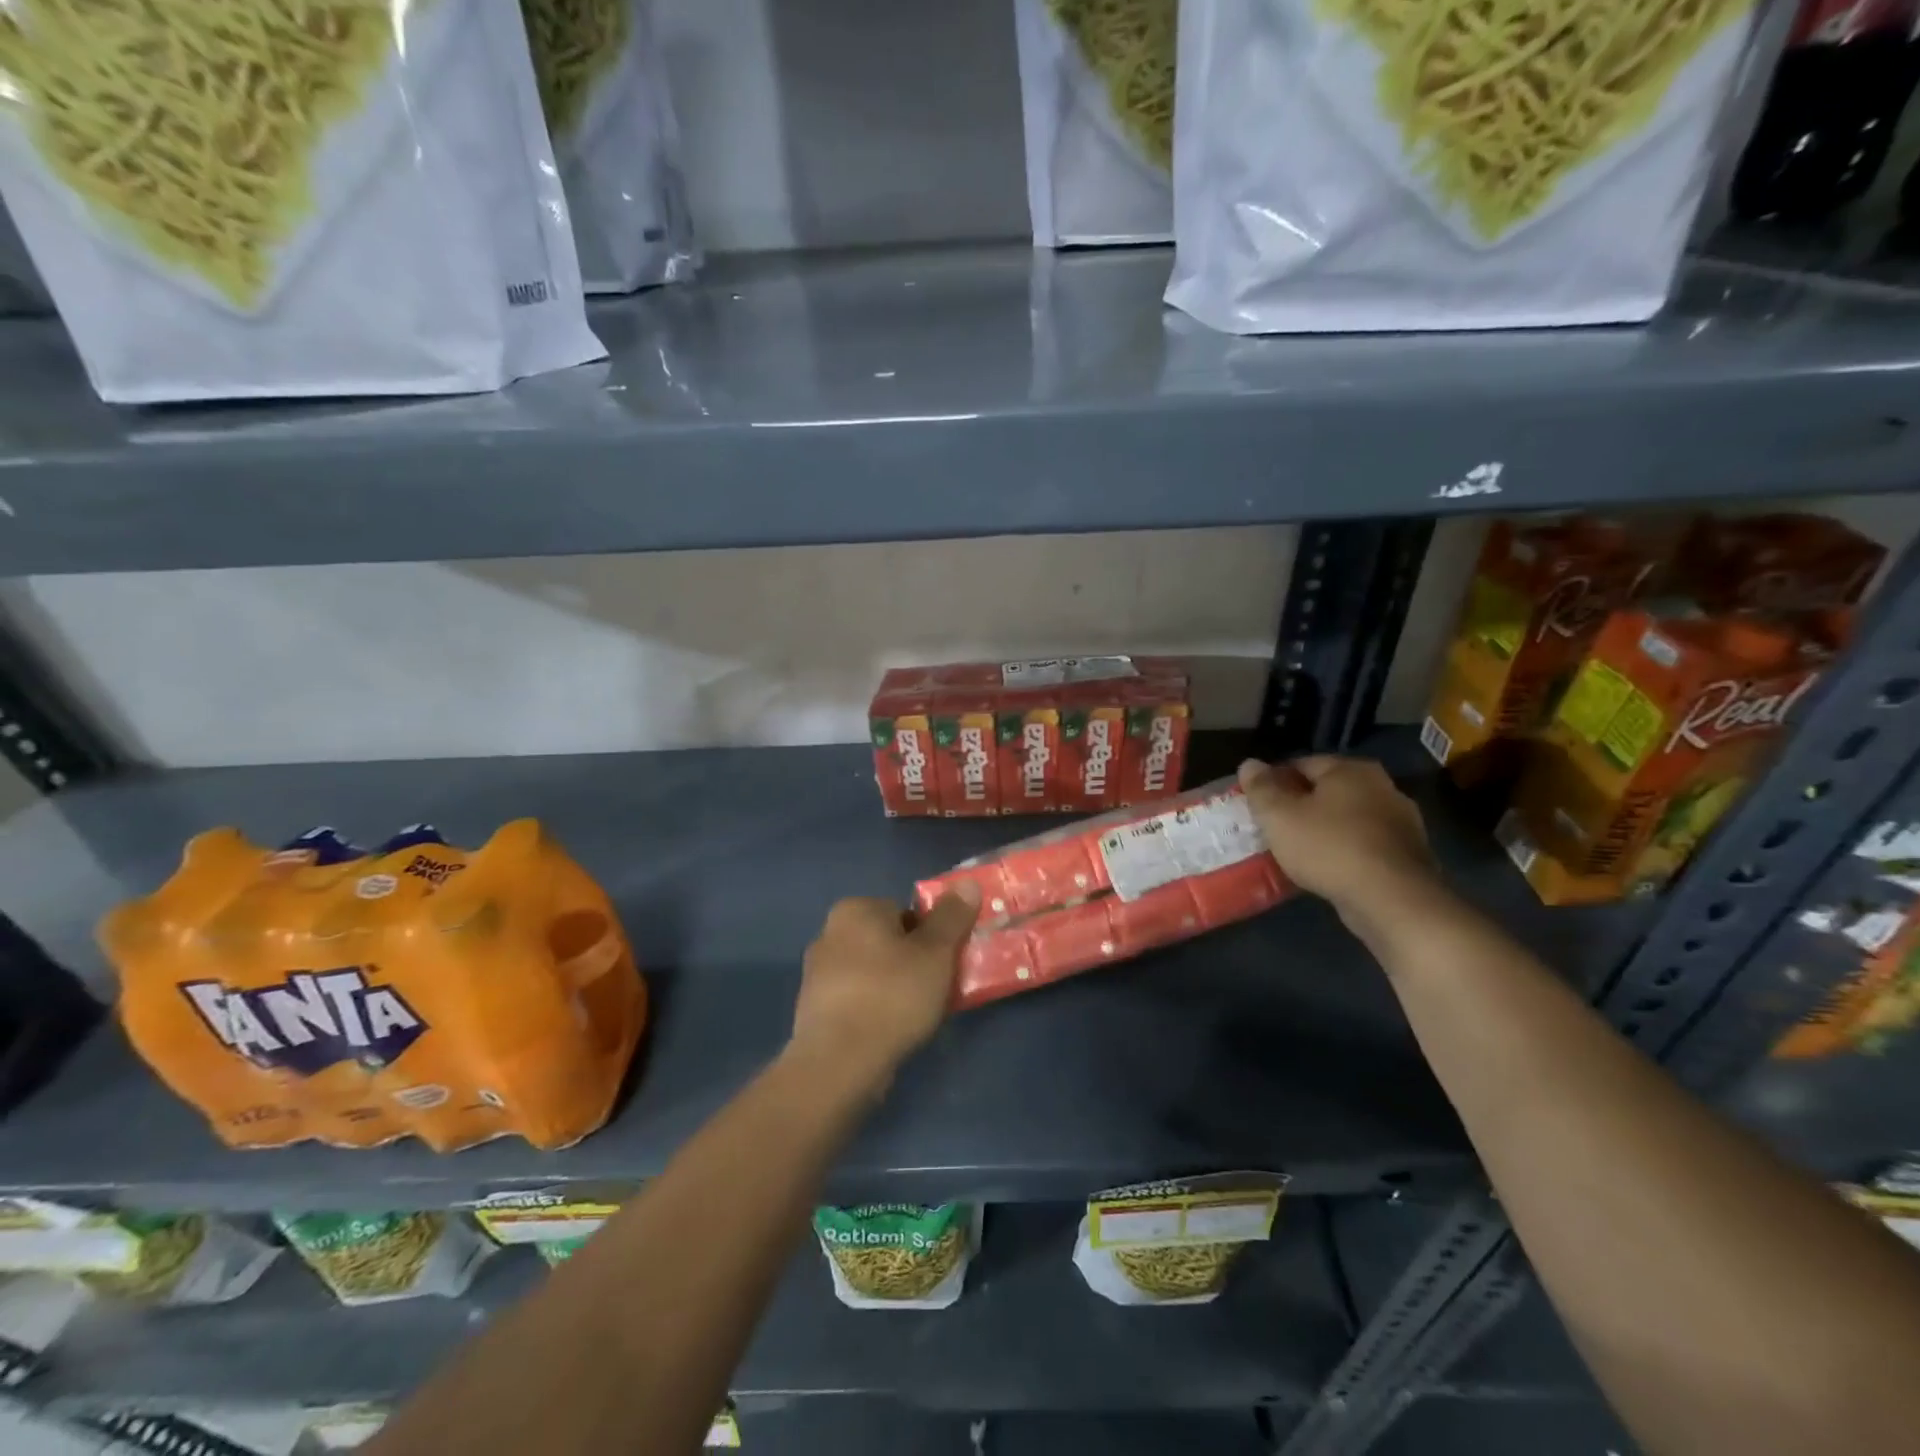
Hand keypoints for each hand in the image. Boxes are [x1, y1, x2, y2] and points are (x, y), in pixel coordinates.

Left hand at [787, 886, 981, 1094]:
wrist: (839, 1063)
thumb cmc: (892, 996)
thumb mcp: (936, 953)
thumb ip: (952, 916)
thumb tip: (967, 883)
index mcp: (855, 909)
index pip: (904, 911)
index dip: (931, 936)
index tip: (945, 962)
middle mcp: (829, 933)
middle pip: (888, 941)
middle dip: (912, 961)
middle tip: (936, 989)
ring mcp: (817, 974)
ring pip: (872, 972)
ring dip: (894, 987)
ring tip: (916, 1015)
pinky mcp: (813, 1010)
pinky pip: (857, 1000)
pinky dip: (874, 1010)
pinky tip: (890, 1031)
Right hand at [1238, 756, 1440, 927]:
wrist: (1392, 900)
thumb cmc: (1328, 847)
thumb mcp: (1279, 816)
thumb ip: (1261, 788)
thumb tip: (1249, 763)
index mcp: (1350, 769)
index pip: (1301, 764)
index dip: (1274, 781)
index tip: (1256, 803)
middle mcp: (1382, 786)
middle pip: (1327, 790)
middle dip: (1300, 805)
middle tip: (1274, 826)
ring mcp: (1401, 821)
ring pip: (1347, 819)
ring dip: (1324, 829)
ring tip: (1297, 850)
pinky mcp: (1409, 854)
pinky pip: (1364, 844)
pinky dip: (1344, 851)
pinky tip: (1327, 869)